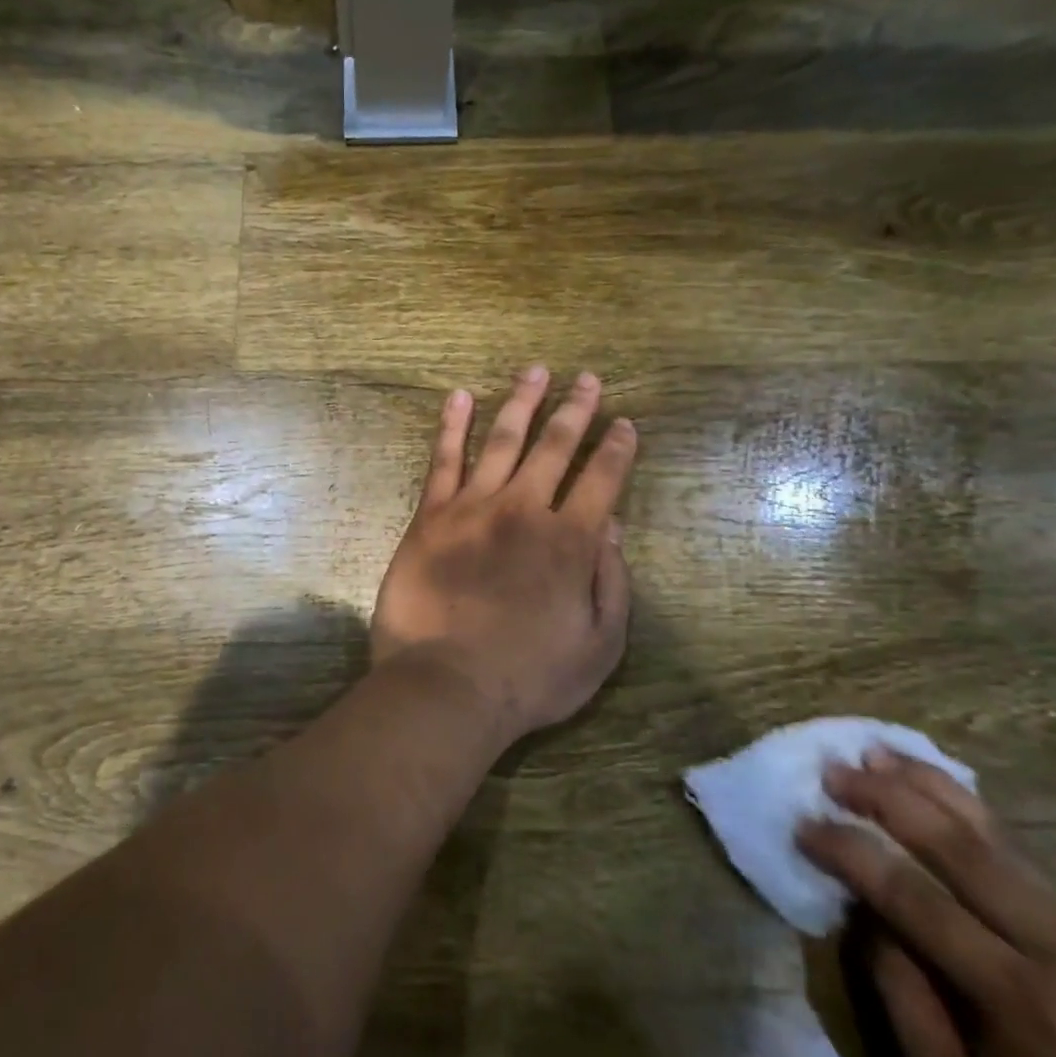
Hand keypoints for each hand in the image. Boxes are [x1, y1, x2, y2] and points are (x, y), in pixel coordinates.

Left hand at [371, 366, 636, 739]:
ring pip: (503, 439)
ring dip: (523, 401)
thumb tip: (613, 530)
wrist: (445, 686)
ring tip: (536, 371)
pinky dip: (453, 424)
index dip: (617, 448)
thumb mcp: (598, 647)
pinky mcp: (431, 515)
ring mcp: (473, 507)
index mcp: (570, 541)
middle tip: (587, 379)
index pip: (603, 479)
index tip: (624, 424)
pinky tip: (459, 397)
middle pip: (556, 446)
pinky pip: (443, 459)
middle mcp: (525, 510)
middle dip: (576, 409)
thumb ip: (612, 584)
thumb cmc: (528, 678)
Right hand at [799, 752, 1055, 1056]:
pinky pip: (1025, 860)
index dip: (849, 852)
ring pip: (1000, 839)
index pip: (914, 896)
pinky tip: (938, 791)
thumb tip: (866, 912)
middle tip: (832, 770)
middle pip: (961, 848)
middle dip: (888, 799)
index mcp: (1024, 997)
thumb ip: (902, 995)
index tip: (800, 825)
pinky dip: (971, 816)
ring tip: (878, 752)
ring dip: (931, 789)